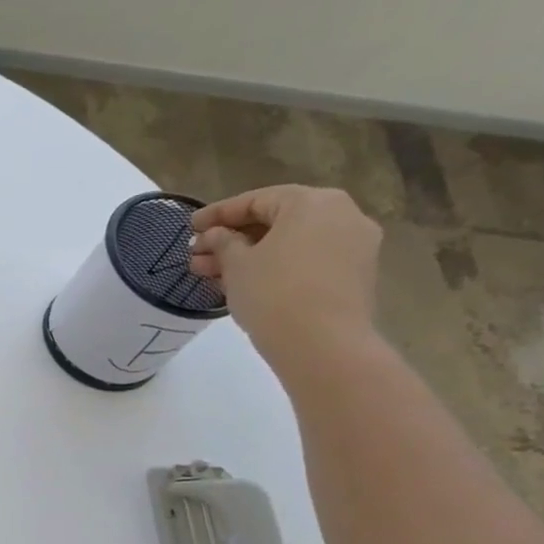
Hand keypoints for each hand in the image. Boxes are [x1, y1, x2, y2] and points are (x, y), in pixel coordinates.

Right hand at [189, 184, 382, 375]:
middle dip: (232, 238)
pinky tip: (245, 284)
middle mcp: (342, 214)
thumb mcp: (236, 264)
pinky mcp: (354, 274)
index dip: (217, 214)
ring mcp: (354, 245)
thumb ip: (222, 242)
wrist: (322, 343)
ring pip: (291, 242)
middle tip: (197, 256)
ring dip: (250, 255)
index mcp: (312, 202)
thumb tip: (215, 235)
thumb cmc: (273, 292)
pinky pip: (307, 260)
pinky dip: (275, 266)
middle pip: (276, 220)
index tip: (189, 228)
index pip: (256, 200)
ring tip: (212, 275)